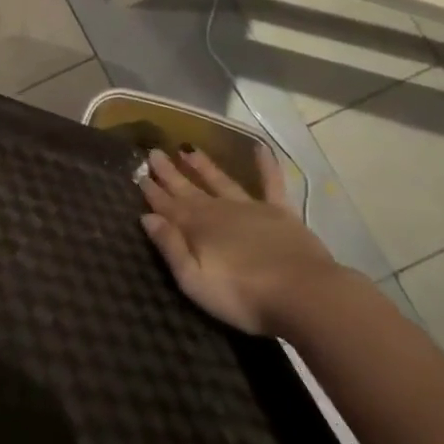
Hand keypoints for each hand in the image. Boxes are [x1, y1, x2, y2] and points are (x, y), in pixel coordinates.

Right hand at [138, 144, 345, 335]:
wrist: (304, 295)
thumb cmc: (243, 296)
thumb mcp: (194, 281)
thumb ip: (170, 247)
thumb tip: (147, 217)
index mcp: (196, 228)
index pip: (167, 206)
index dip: (152, 191)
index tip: (139, 174)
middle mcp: (219, 211)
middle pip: (188, 189)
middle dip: (170, 173)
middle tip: (153, 152)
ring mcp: (251, 208)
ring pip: (220, 181)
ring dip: (203, 166)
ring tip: (188, 149)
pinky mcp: (281, 212)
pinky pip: (271, 182)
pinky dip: (266, 165)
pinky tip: (260, 147)